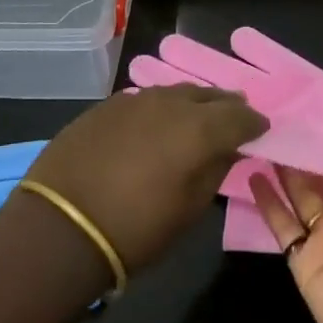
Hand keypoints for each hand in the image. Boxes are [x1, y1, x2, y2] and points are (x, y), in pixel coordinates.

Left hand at [25, 84, 266, 274]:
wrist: (61, 226)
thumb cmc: (135, 230)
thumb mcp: (188, 210)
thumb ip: (214, 171)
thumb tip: (229, 149)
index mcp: (198, 128)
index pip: (239, 116)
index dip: (254, 123)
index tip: (261, 130)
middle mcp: (170, 103)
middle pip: (208, 95)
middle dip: (225, 105)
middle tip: (235, 115)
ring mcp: (135, 99)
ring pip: (175, 92)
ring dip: (192, 103)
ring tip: (198, 115)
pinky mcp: (107, 105)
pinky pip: (145, 99)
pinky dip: (160, 108)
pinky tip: (157, 122)